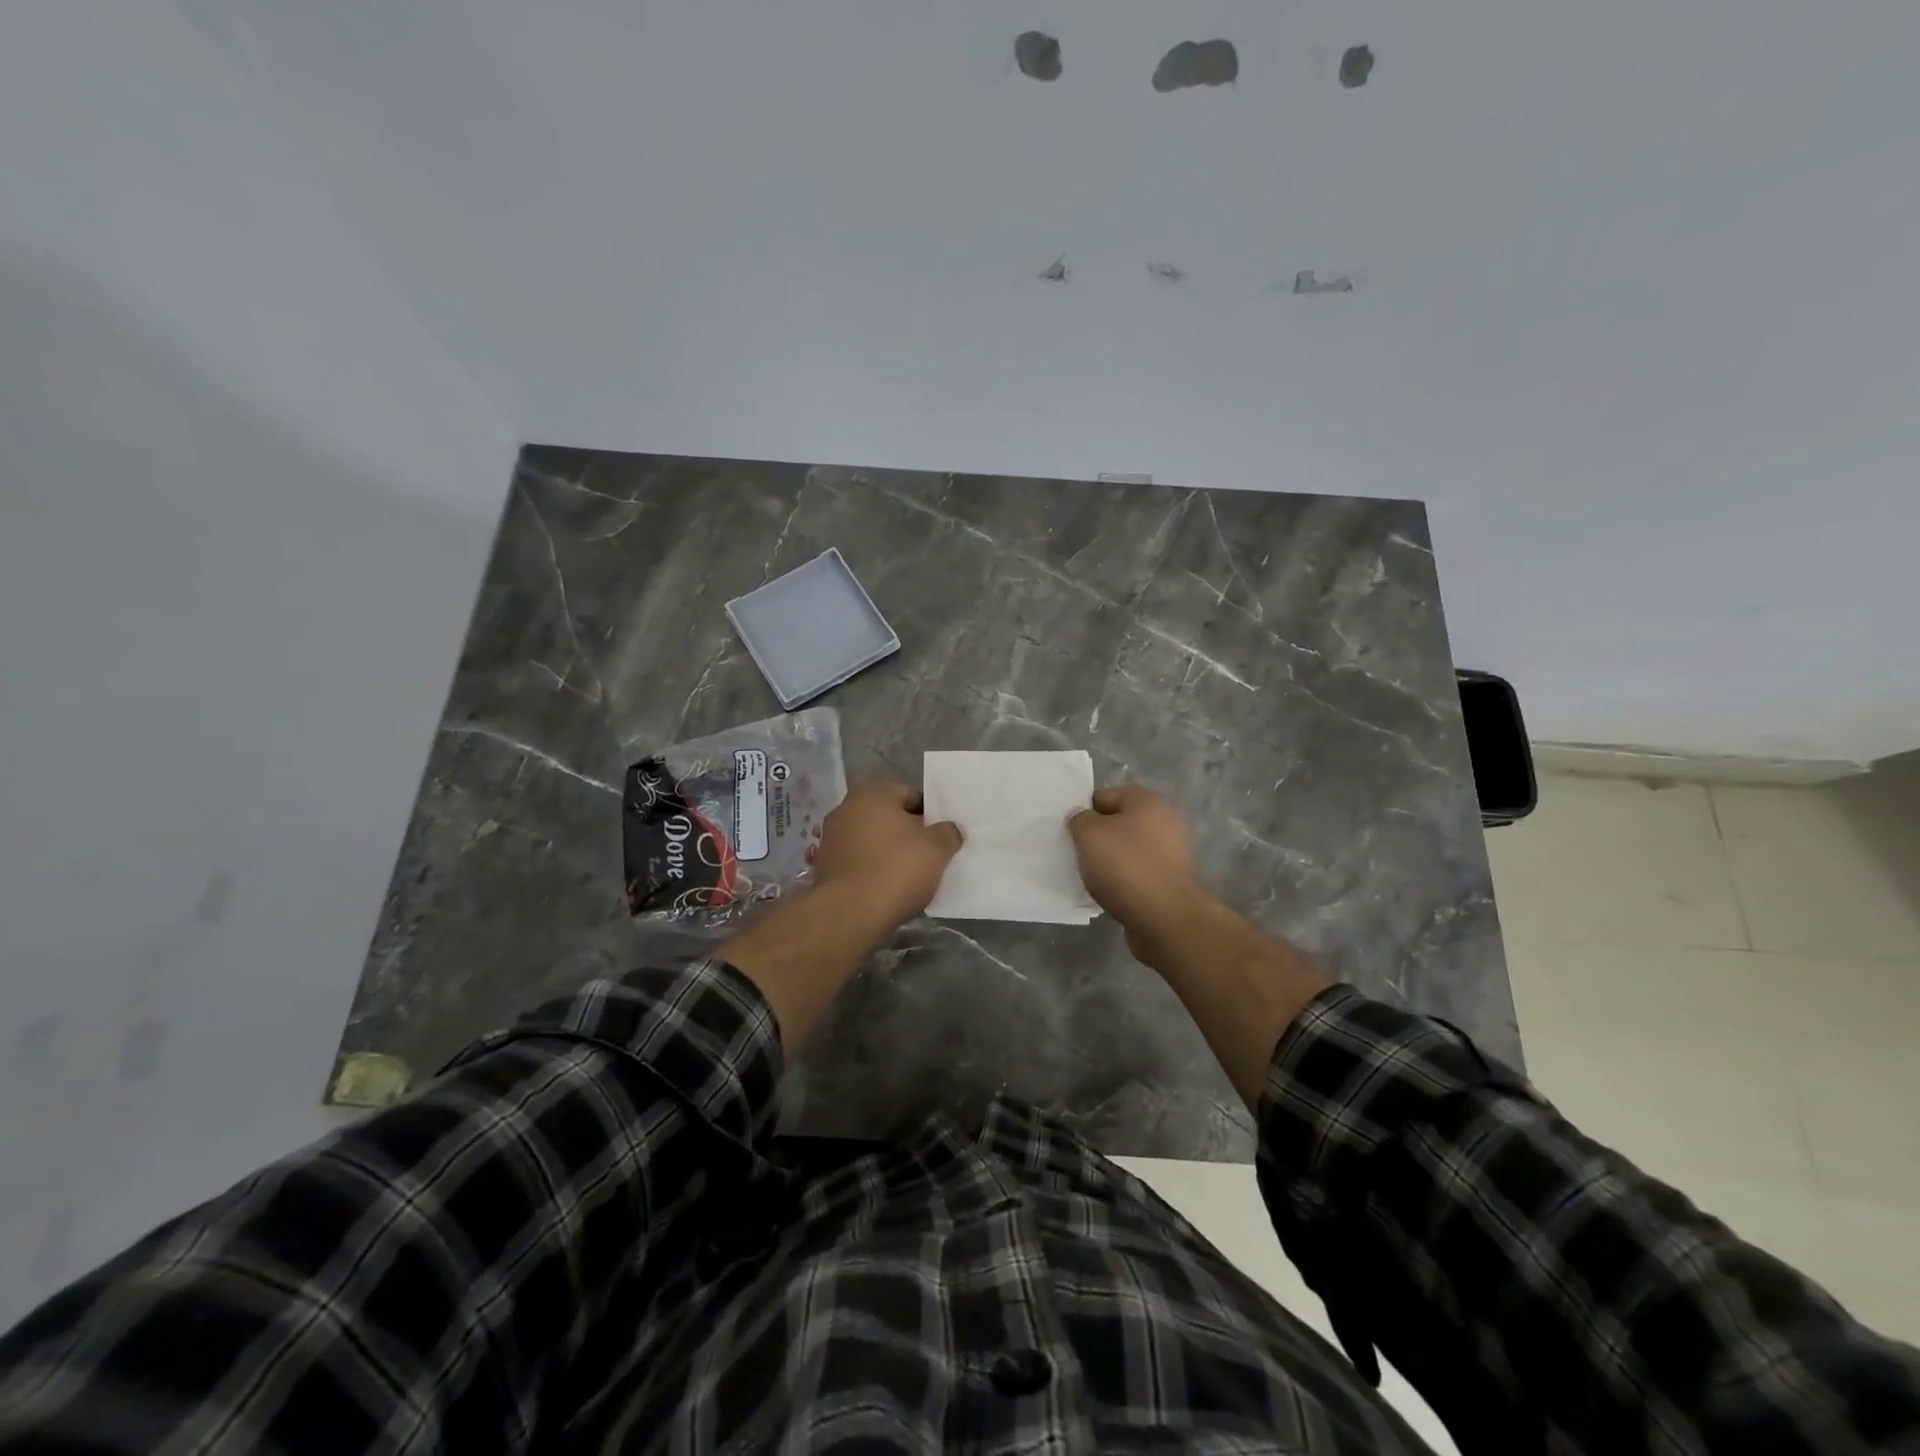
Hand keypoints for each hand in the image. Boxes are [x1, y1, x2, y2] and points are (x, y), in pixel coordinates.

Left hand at [814, 781, 963, 927]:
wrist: (851, 913)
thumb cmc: (897, 869)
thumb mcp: (937, 849)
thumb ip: (948, 833)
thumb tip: (950, 829)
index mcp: (872, 794)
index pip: (909, 794)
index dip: (929, 814)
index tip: (940, 836)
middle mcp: (846, 808)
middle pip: (887, 817)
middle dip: (907, 832)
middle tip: (928, 855)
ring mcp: (831, 838)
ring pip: (871, 839)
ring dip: (887, 852)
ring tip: (908, 875)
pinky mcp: (824, 866)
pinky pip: (857, 861)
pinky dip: (871, 869)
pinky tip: (886, 888)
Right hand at [1068, 785, 1211, 960]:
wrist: (1164, 918)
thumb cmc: (1125, 866)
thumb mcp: (1088, 834)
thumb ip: (1079, 819)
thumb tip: (1082, 820)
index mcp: (1147, 800)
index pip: (1104, 796)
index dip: (1083, 813)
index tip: (1068, 833)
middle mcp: (1164, 821)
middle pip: (1116, 823)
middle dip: (1096, 838)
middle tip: (1077, 854)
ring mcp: (1170, 852)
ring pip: (1126, 850)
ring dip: (1108, 861)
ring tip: (1090, 876)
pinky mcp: (1170, 880)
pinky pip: (1136, 873)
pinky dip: (1121, 880)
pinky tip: (1108, 892)